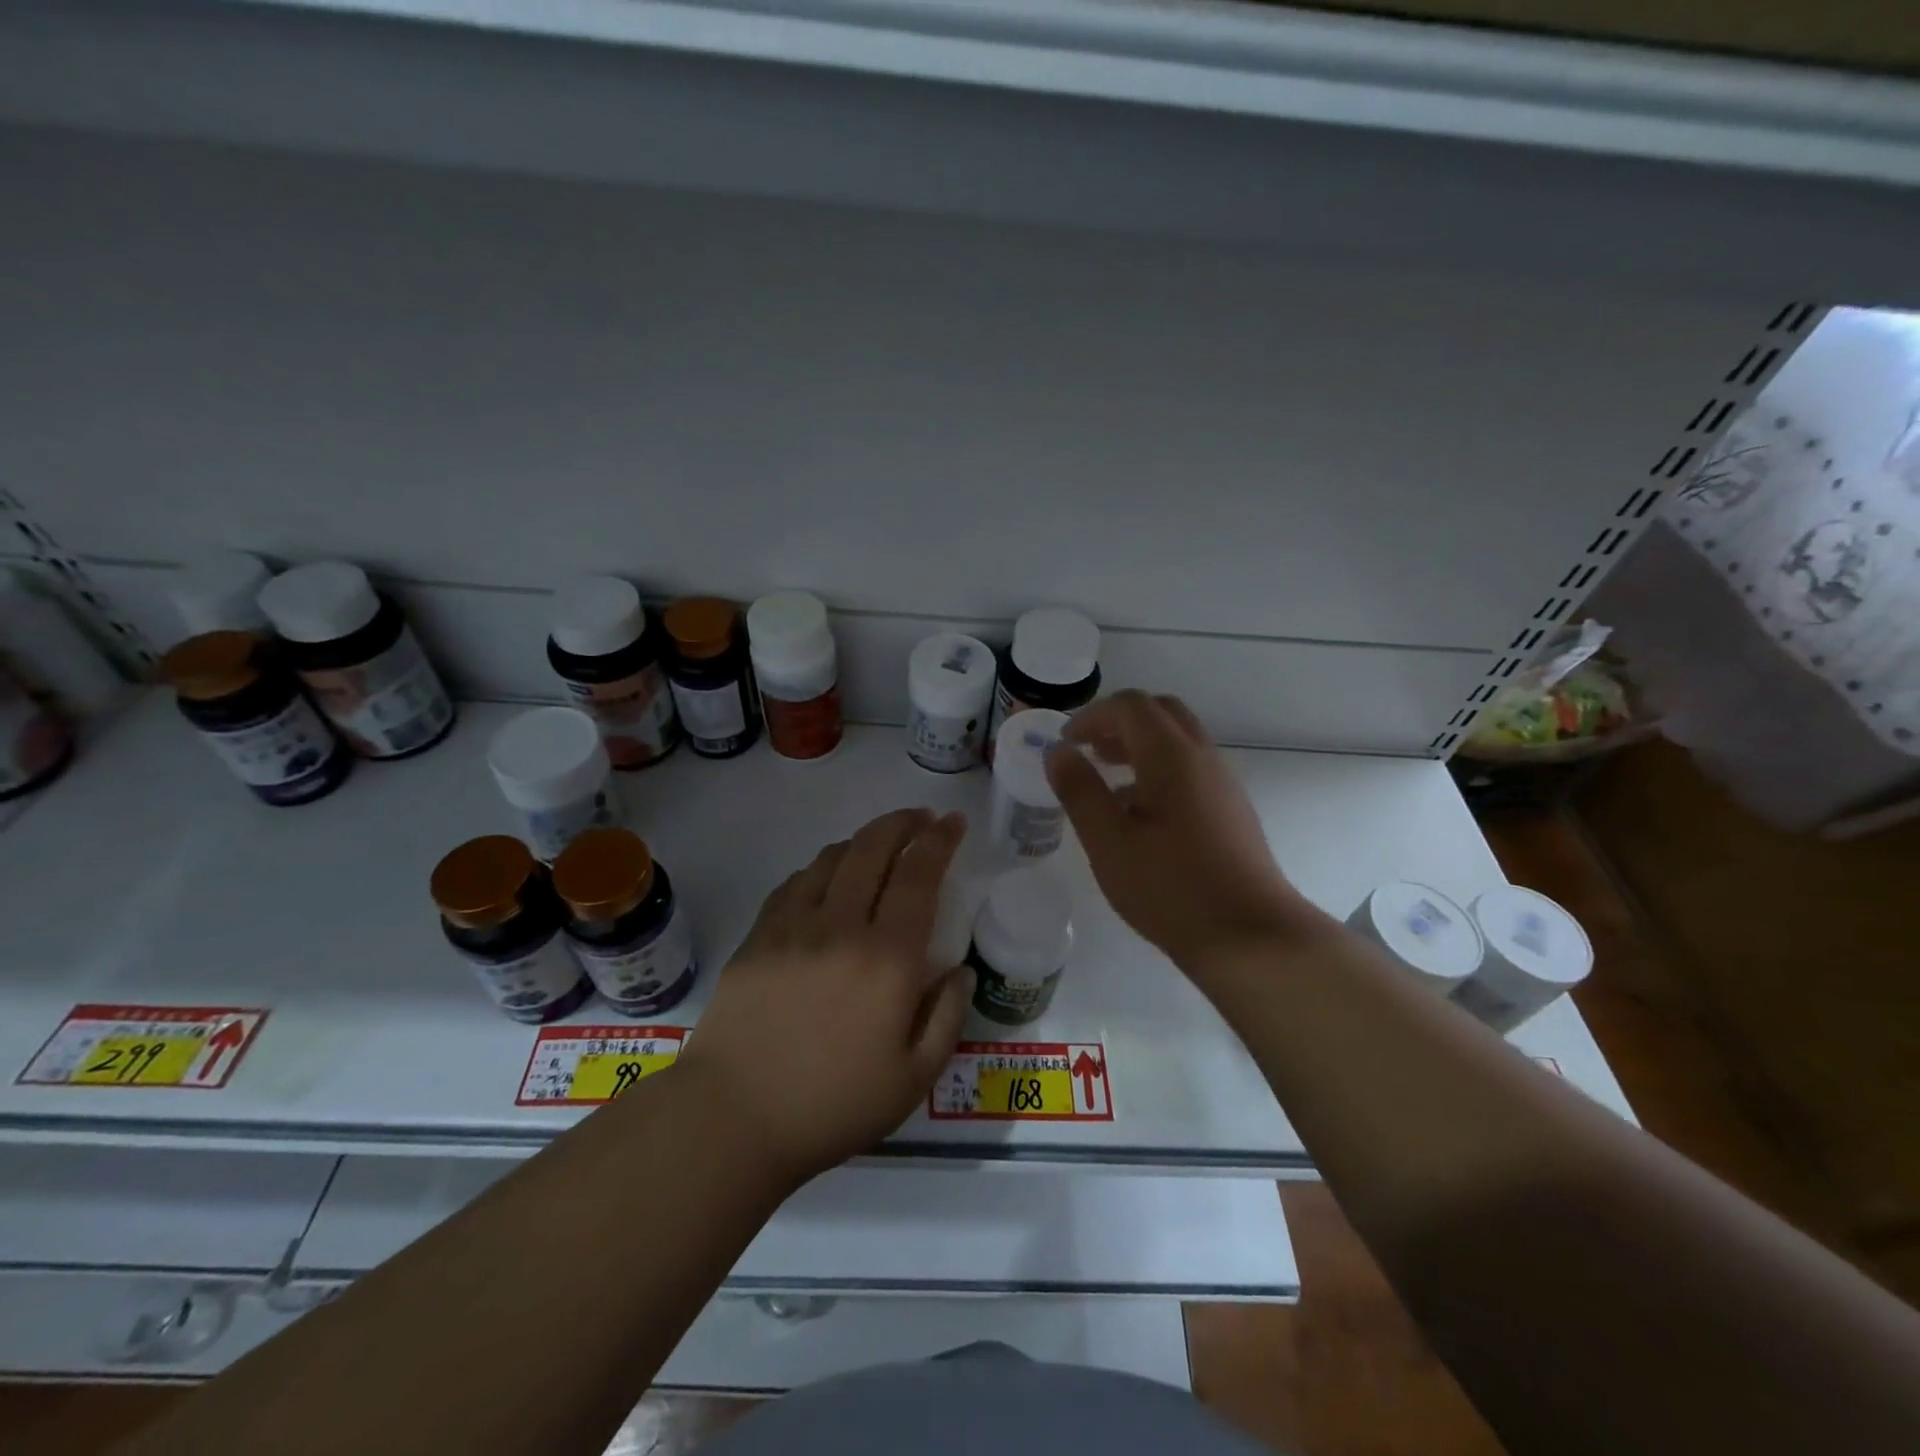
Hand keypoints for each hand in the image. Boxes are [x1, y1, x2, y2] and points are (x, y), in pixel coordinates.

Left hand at [675, 808, 973, 1187]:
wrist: (733, 1118)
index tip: (953, 822)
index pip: (919, 876)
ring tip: (879, 847)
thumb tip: (960, 970)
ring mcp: (793, 926)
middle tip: (921, 818)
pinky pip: (795, 883)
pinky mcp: (758, 936)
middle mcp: (842, 926)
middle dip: (902, 822)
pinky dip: (820, 868)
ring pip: (832, 858)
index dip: (939, 841)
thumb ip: (947, 1018)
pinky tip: (826, 879)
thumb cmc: (832, 1106)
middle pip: (873, 849)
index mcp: (888, 958)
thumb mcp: (913, 1080)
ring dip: (863, 841)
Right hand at [1045, 691, 1308, 968]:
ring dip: (1139, 745)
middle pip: (1160, 712)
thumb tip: (1059, 752)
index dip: (1092, 716)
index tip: (1065, 743)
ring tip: (1107, 779)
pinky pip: (1190, 767)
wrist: (1250, 936)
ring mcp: (1222, 782)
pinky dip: (1159, 768)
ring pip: (1178, 739)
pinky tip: (1139, 813)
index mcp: (1171, 756)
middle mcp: (1202, 757)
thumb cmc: (1171, 888)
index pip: (1130, 706)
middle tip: (1089, 751)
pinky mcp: (1231, 808)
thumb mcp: (1109, 843)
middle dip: (1118, 722)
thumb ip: (1080, 791)